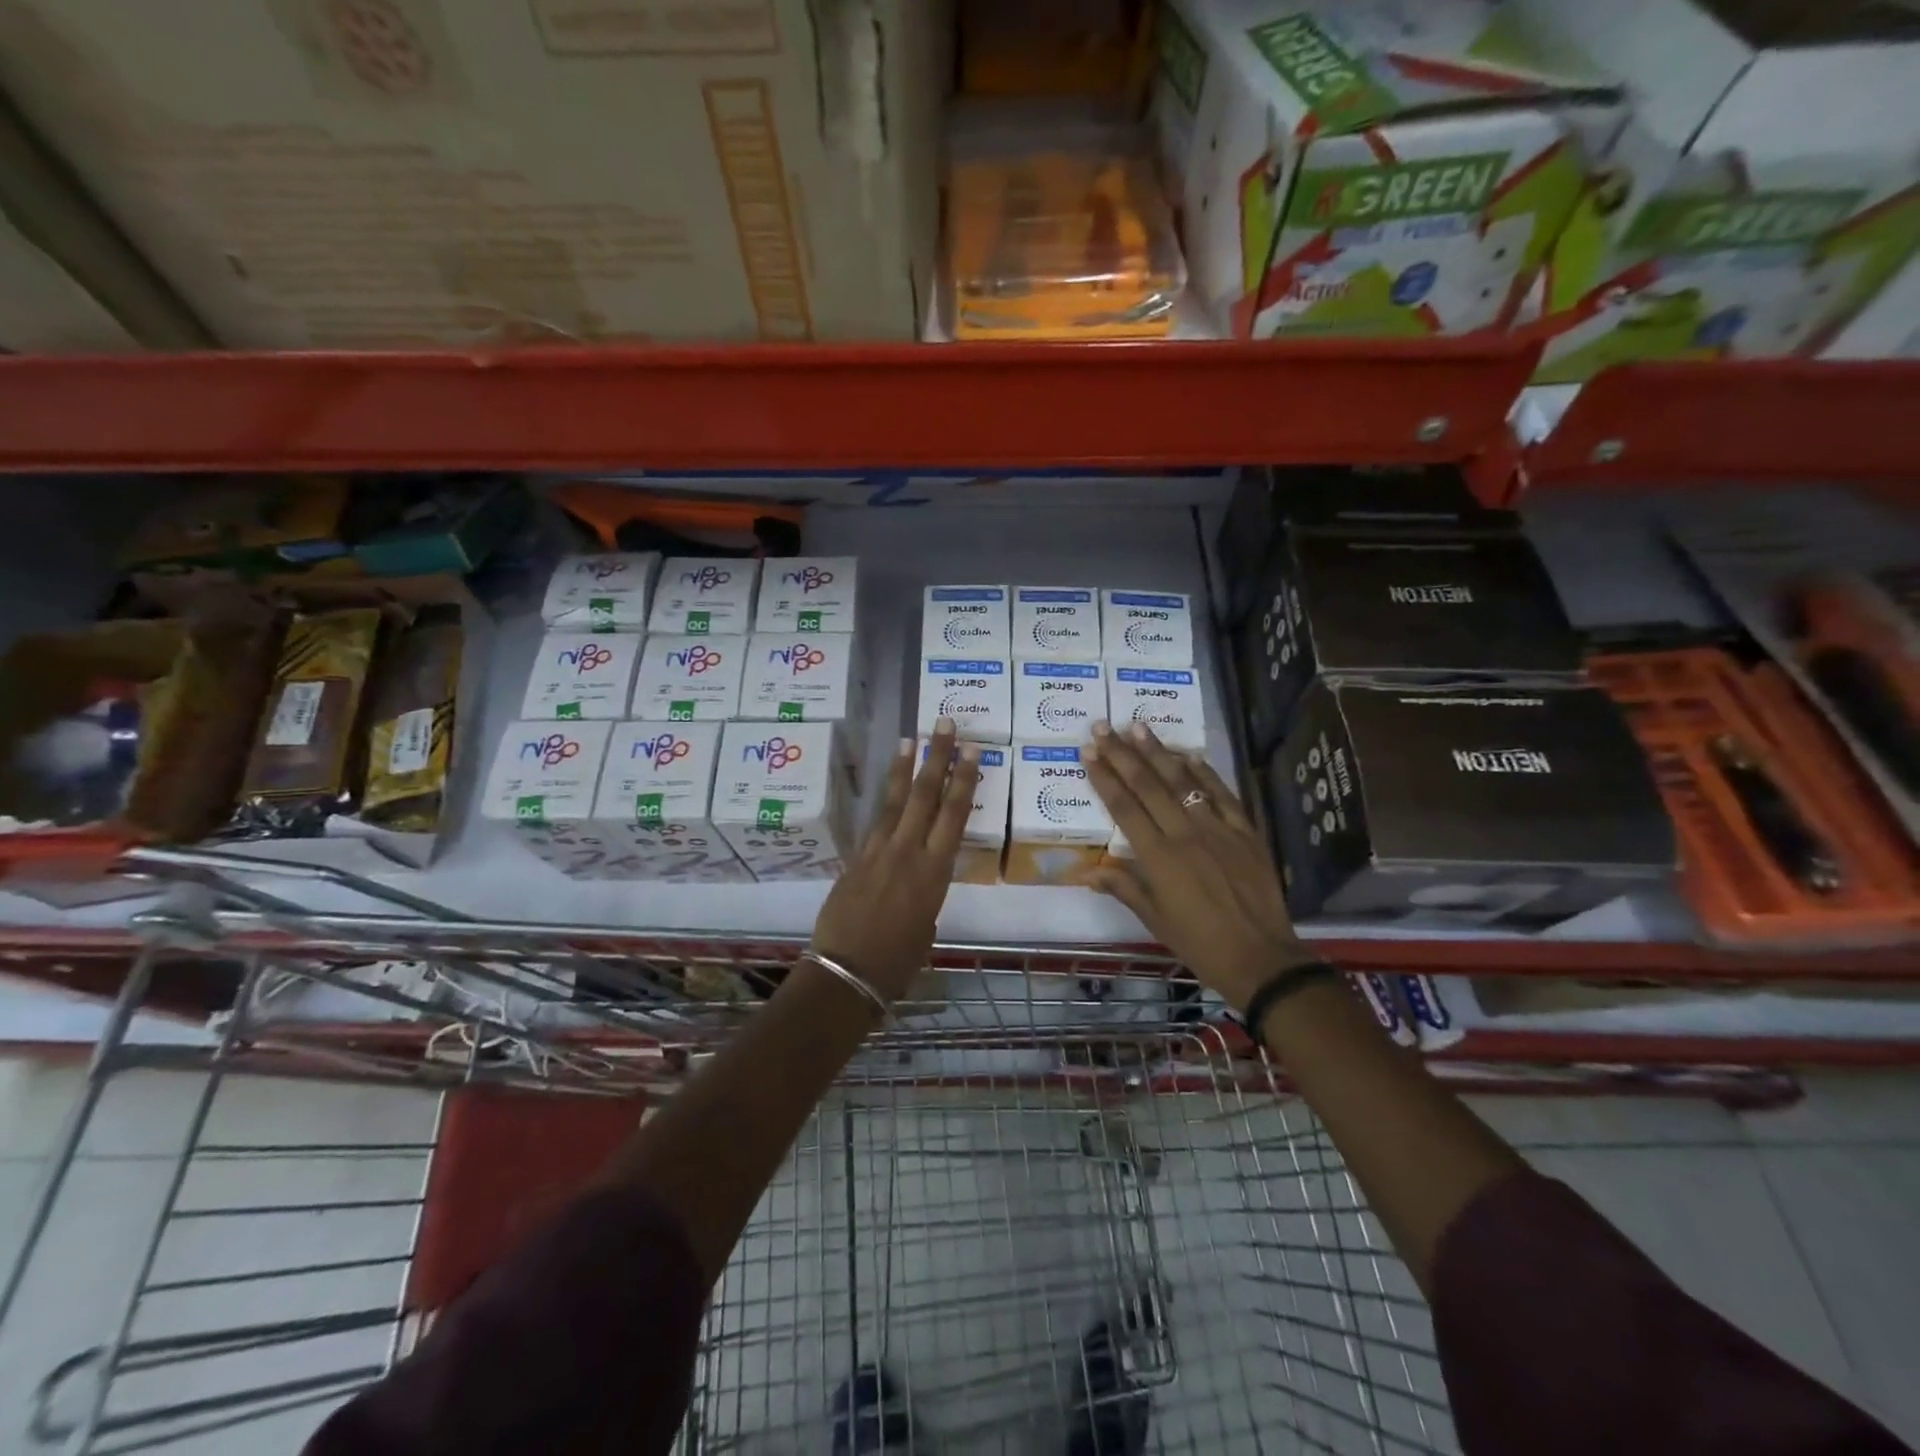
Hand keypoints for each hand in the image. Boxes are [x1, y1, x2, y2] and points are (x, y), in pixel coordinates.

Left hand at [810, 722, 979, 1001]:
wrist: (846, 972)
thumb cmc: (898, 962)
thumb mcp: (926, 927)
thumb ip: (926, 897)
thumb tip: (916, 885)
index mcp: (934, 873)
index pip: (954, 815)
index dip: (963, 781)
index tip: (970, 750)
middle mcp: (907, 852)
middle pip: (925, 796)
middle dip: (937, 758)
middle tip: (944, 724)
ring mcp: (877, 851)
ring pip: (895, 801)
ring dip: (905, 768)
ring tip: (911, 738)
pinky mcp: (855, 858)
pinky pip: (875, 821)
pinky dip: (885, 799)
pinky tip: (888, 786)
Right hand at [1083, 722, 1310, 1011]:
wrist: (1262, 958)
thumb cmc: (1200, 943)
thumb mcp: (1155, 920)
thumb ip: (1124, 888)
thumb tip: (1088, 872)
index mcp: (1158, 857)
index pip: (1123, 807)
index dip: (1104, 777)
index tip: (1088, 751)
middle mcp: (1185, 833)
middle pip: (1147, 785)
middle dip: (1122, 754)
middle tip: (1103, 727)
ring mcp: (1218, 829)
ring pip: (1183, 781)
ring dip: (1158, 752)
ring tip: (1138, 726)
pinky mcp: (1246, 831)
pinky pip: (1222, 794)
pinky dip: (1205, 773)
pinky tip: (1189, 754)